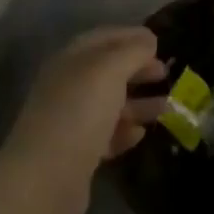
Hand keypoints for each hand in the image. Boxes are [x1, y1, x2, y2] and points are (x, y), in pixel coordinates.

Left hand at [3, 27, 167, 212]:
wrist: (46, 177)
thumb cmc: (80, 112)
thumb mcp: (109, 71)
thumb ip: (131, 51)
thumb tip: (148, 39)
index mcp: (70, 60)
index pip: (103, 38)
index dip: (131, 36)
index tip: (159, 42)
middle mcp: (67, 86)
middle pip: (107, 71)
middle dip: (137, 69)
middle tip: (165, 74)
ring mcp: (70, 120)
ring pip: (109, 104)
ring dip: (138, 103)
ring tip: (167, 107)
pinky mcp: (76, 153)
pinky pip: (105, 135)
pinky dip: (124, 131)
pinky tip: (140, 134)